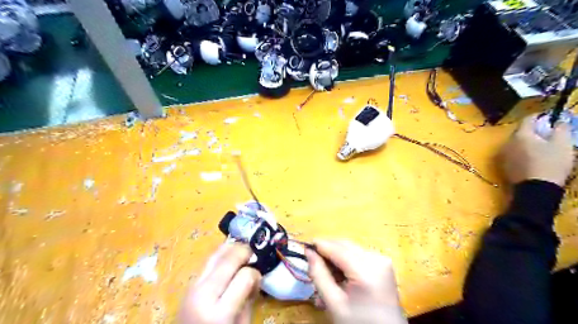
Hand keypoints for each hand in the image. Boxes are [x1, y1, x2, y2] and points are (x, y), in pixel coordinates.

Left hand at [180, 243, 261, 323]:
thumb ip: (249, 297)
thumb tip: (255, 273)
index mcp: (220, 313)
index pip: (244, 276)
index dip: (255, 273)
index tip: (259, 277)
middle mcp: (204, 295)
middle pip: (228, 260)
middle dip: (245, 251)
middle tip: (254, 253)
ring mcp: (193, 287)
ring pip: (216, 254)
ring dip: (233, 249)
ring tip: (244, 252)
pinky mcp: (189, 283)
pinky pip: (209, 261)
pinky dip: (222, 255)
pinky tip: (230, 258)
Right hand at [304, 240, 407, 323]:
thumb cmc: (358, 323)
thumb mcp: (334, 303)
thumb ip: (319, 275)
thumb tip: (308, 252)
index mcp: (366, 270)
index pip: (337, 248)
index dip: (319, 245)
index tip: (304, 247)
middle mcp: (376, 258)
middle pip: (344, 245)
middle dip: (327, 251)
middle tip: (313, 263)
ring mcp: (382, 259)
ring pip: (351, 248)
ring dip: (336, 256)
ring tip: (327, 273)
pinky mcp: (384, 263)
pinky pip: (359, 254)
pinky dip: (347, 260)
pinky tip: (341, 275)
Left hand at [499, 114, 574, 185]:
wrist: (535, 188)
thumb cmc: (551, 164)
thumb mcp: (562, 144)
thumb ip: (560, 129)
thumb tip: (558, 121)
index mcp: (520, 135)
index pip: (528, 119)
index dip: (541, 116)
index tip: (552, 118)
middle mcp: (507, 142)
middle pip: (521, 131)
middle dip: (534, 130)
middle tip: (549, 133)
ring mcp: (504, 154)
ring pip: (516, 143)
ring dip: (528, 141)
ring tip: (543, 146)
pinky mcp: (504, 165)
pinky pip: (514, 153)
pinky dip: (523, 152)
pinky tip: (533, 158)